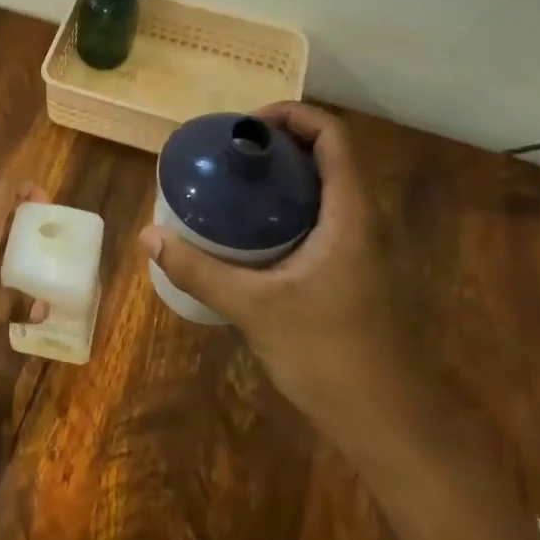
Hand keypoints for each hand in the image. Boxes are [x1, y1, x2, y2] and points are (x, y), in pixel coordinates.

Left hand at [0, 179, 50, 363]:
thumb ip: (22, 303)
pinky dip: (2, 265)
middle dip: (26, 220)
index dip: (26, 188)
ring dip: (15, 245)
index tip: (48, 205)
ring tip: (41, 262)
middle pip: (0, 214)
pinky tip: (17, 287)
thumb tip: (45, 308)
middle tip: (52, 237)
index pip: (3, 191)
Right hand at [138, 103, 409, 417]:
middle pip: (330, 156)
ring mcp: (365, 248)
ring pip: (328, 188)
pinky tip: (255, 233)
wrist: (391, 424)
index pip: (333, 136)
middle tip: (231, 151)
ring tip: (236, 182)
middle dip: (282, 142)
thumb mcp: (254, 308)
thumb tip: (148, 235)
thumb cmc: (330, 355)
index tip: (245, 126)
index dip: (293, 115)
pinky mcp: (357, 272)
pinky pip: (325, 218)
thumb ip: (199, 270)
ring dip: (288, 175)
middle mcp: (365, 220)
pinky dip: (291, 207)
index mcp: (351, 214)